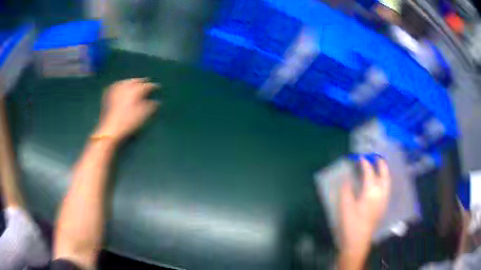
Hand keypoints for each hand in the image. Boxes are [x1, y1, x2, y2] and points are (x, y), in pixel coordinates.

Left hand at [95, 78, 158, 143]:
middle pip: (136, 81)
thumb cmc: (129, 122)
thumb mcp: (144, 115)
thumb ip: (152, 106)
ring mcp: (116, 88)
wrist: (110, 129)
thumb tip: (157, 101)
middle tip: (146, 82)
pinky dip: (121, 85)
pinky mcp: (108, 93)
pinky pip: (117, 85)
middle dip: (142, 81)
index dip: (154, 87)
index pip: (148, 85)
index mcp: (136, 89)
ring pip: (126, 82)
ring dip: (131, 82)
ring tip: (134, 84)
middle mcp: (126, 86)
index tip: (158, 88)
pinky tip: (122, 88)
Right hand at [339, 158, 390, 252]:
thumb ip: (346, 189)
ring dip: (384, 172)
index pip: (369, 173)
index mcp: (371, 192)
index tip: (360, 158)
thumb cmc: (350, 223)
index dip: (365, 164)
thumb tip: (347, 178)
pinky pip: (387, 189)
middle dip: (381, 164)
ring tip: (380, 166)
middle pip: (384, 175)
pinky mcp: (383, 207)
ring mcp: (384, 201)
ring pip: (387, 182)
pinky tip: (380, 183)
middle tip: (376, 157)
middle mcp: (381, 194)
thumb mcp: (345, 206)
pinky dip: (385, 181)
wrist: (358, 241)